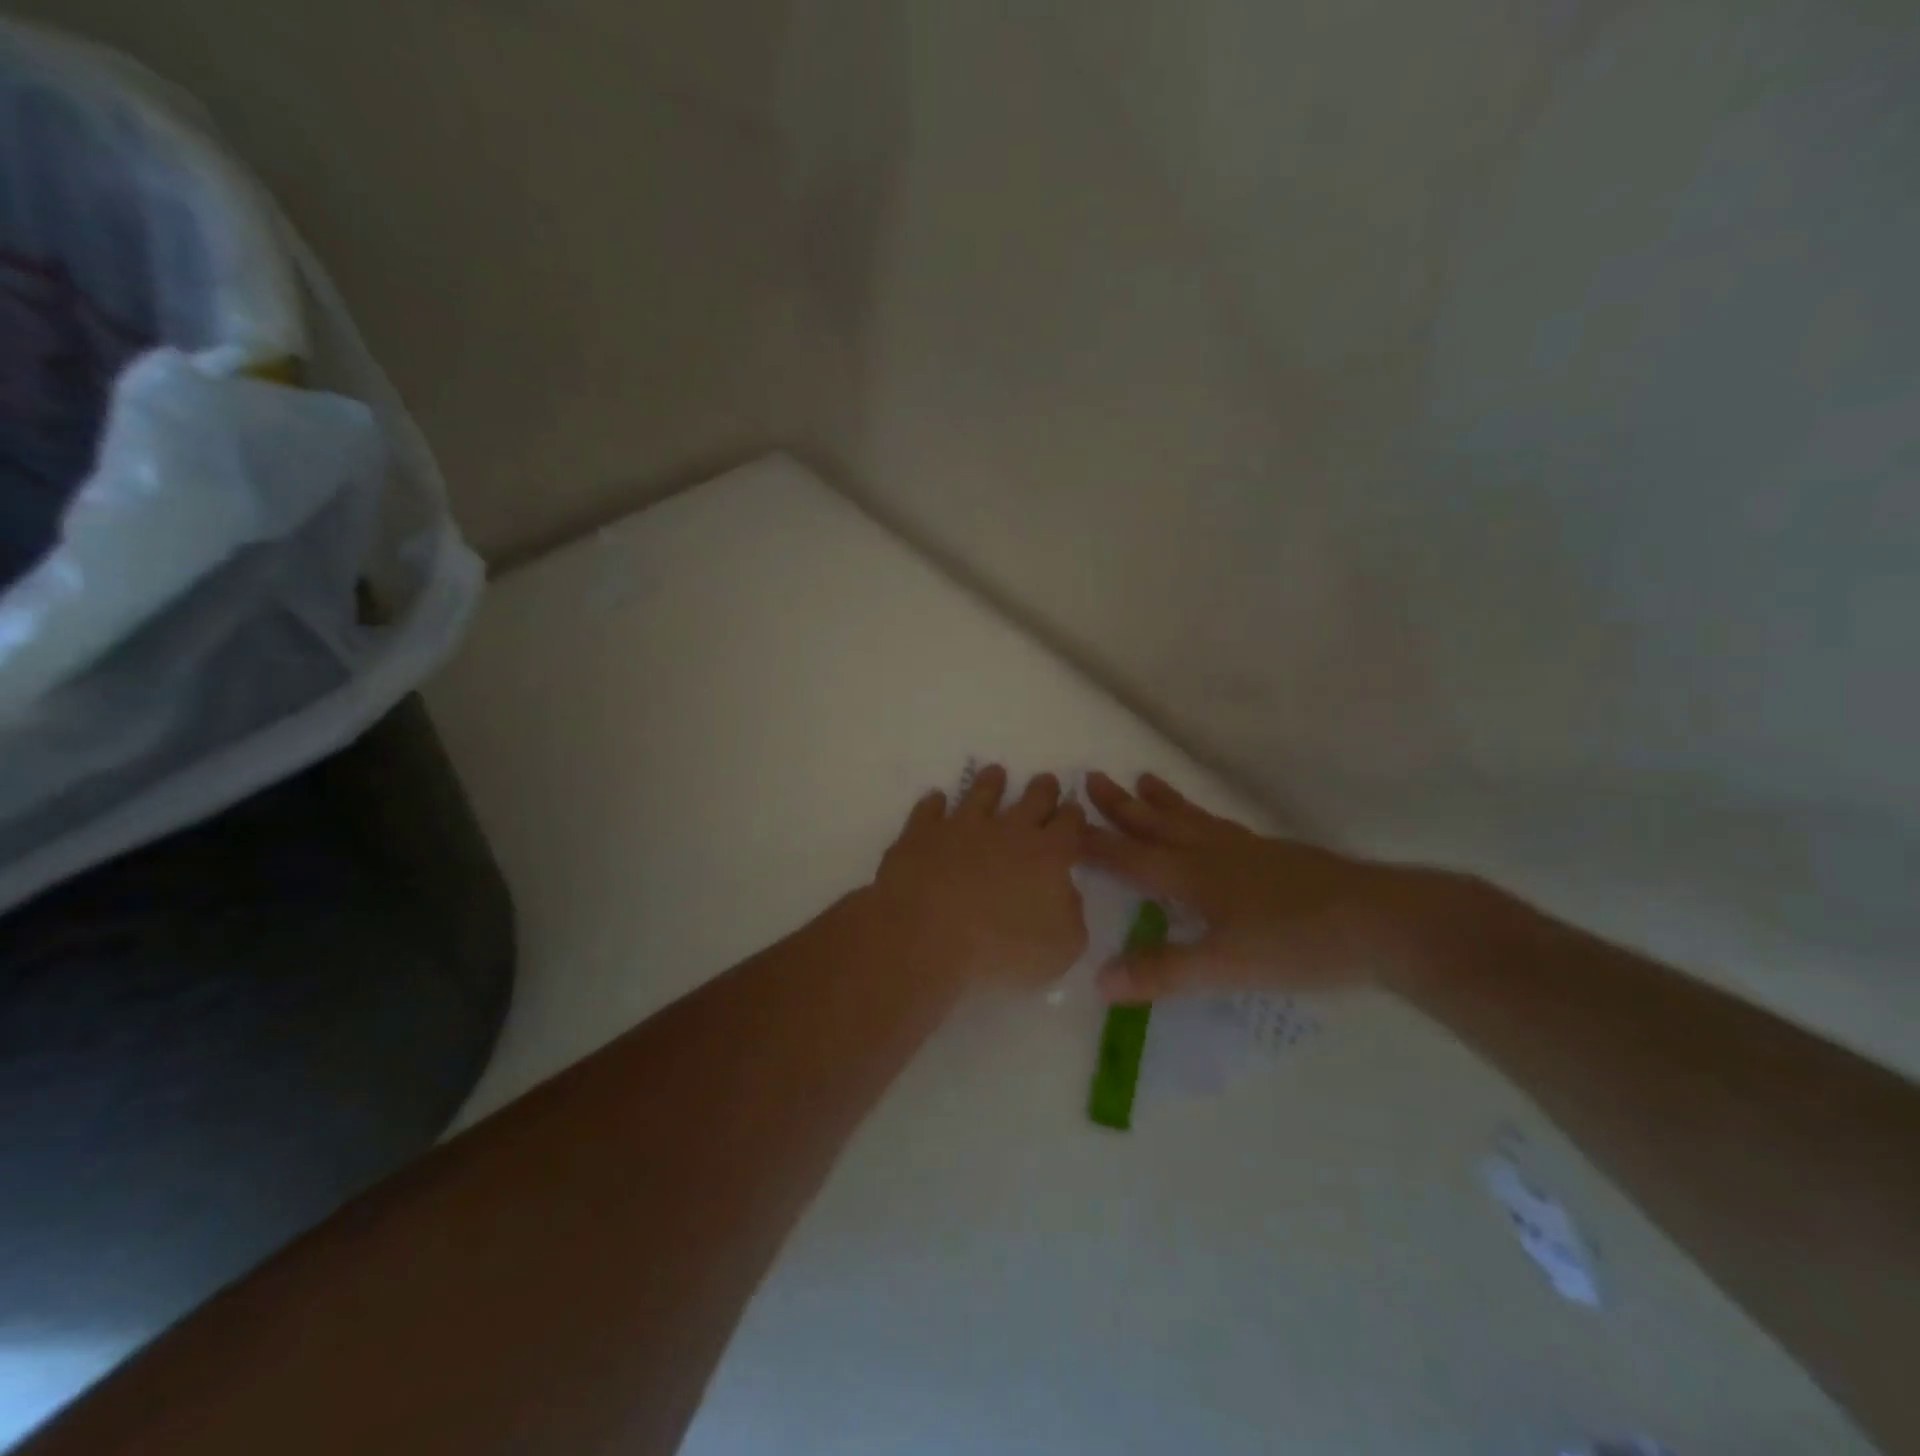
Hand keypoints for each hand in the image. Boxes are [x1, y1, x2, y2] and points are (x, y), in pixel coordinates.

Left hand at [865, 766, 1087, 992]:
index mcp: (1048, 854)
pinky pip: (930, 809)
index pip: (1069, 824)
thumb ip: (1071, 915)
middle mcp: (1008, 830)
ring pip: (981, 793)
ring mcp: (962, 826)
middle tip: (1046, 781)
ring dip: (991, 782)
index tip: (1073, 811)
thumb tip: (1064, 892)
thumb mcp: (1061, 948)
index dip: (1074, 816)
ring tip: (995, 773)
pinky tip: (936, 800)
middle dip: (1043, 789)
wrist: (926, 935)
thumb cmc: (1000, 949)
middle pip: (1033, 799)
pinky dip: (935, 804)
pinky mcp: (922, 833)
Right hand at [1082, 771, 1453, 1002]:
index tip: (1060, 823)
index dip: (1093, 843)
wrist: (1383, 921)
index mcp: (1193, 876)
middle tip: (1091, 778)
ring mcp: (1247, 851)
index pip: (1129, 857)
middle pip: (1157, 824)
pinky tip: (1212, 825)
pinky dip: (1201, 817)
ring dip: (1161, 801)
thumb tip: (1098, 981)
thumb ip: (1163, 972)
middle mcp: (1213, 854)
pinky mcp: (1276, 855)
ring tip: (1142, 778)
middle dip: (1121, 805)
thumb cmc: (1297, 942)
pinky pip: (1222, 826)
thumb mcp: (1225, 966)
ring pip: (1191, 819)